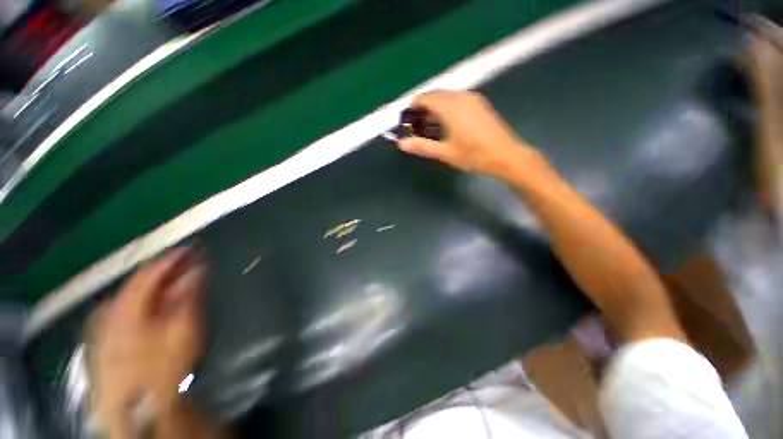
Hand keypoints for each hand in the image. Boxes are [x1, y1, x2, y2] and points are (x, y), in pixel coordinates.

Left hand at [90, 247, 206, 426]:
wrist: (138, 413)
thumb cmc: (163, 369)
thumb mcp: (183, 330)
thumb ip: (188, 296)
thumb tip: (197, 270)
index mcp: (127, 308)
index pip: (150, 272)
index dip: (172, 259)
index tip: (191, 250)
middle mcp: (109, 313)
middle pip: (137, 284)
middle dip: (165, 273)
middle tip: (188, 267)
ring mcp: (101, 329)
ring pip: (129, 298)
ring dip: (154, 288)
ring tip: (175, 285)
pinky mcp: (101, 342)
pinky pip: (122, 313)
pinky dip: (141, 304)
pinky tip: (154, 309)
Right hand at [397, 91, 537, 177]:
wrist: (506, 156)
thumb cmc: (473, 155)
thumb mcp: (444, 152)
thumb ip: (421, 146)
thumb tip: (401, 144)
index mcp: (450, 106)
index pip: (424, 99)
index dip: (412, 109)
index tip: (407, 123)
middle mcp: (461, 97)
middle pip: (435, 96)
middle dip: (423, 110)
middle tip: (417, 129)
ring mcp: (473, 99)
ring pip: (446, 98)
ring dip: (435, 110)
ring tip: (430, 130)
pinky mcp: (480, 105)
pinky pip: (457, 101)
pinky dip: (447, 110)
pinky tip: (447, 127)